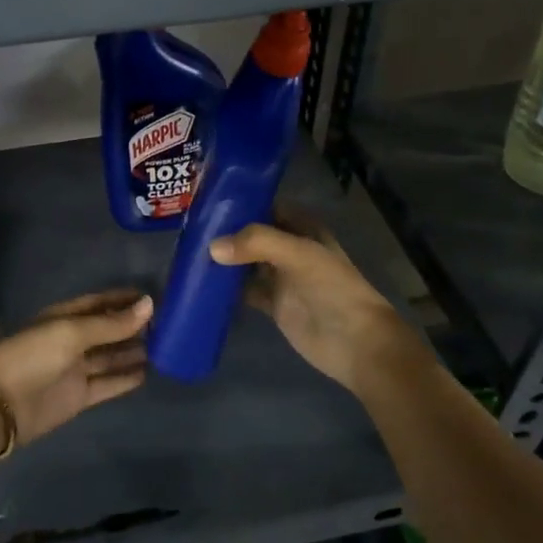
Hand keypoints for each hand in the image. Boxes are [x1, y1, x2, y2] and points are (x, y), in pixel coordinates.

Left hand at [0, 289, 153, 448]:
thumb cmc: (31, 357)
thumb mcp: (71, 333)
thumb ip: (111, 323)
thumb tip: (149, 304)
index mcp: (62, 318)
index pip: (98, 303)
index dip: (123, 300)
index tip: (153, 297)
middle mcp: (70, 341)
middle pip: (106, 330)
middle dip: (132, 326)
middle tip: (167, 323)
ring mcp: (74, 370)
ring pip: (110, 357)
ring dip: (133, 351)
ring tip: (166, 345)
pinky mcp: (78, 397)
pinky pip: (108, 383)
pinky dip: (126, 378)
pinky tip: (149, 372)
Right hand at [208, 207, 420, 392]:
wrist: (355, 342)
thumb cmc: (333, 289)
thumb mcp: (299, 254)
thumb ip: (258, 243)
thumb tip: (212, 247)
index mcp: (303, 228)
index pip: (267, 206)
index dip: (242, 202)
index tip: (207, 201)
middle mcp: (290, 248)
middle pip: (253, 234)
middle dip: (227, 231)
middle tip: (189, 227)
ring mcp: (281, 277)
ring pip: (246, 262)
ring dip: (224, 259)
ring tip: (187, 251)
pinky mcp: (273, 304)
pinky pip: (244, 290)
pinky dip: (226, 288)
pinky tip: (201, 283)